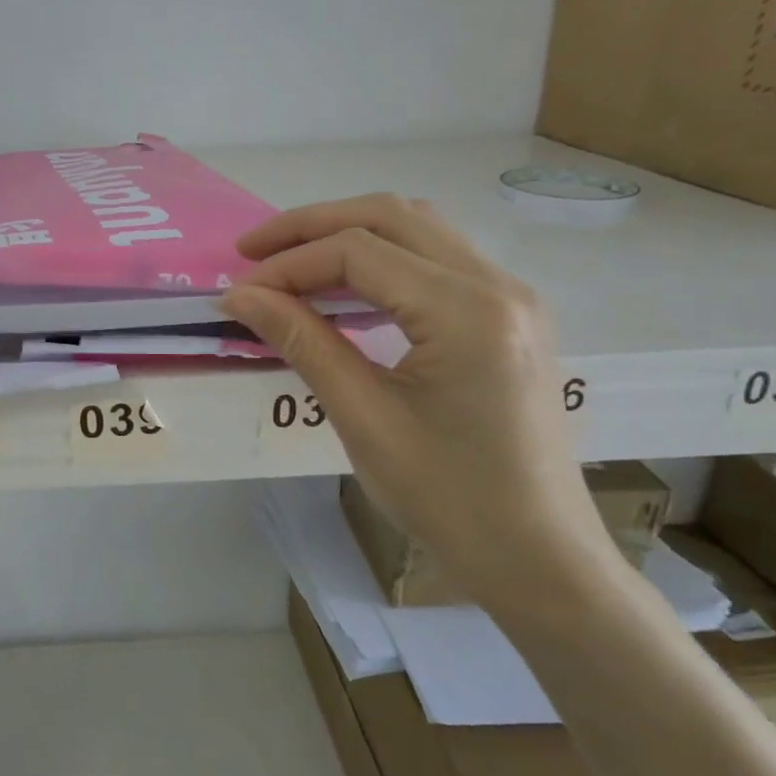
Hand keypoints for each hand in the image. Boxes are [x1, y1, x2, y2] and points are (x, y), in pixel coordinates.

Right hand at [221, 194, 613, 602]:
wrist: (538, 558)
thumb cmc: (449, 498)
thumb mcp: (363, 418)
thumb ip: (302, 341)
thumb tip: (240, 296)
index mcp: (468, 312)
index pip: (358, 252)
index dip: (288, 264)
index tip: (237, 292)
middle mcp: (498, 285)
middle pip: (391, 216)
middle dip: (312, 226)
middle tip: (252, 252)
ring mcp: (511, 297)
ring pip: (416, 229)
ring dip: (347, 235)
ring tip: (289, 263)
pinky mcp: (508, 316)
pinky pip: (435, 261)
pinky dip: (380, 261)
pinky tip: (342, 291)